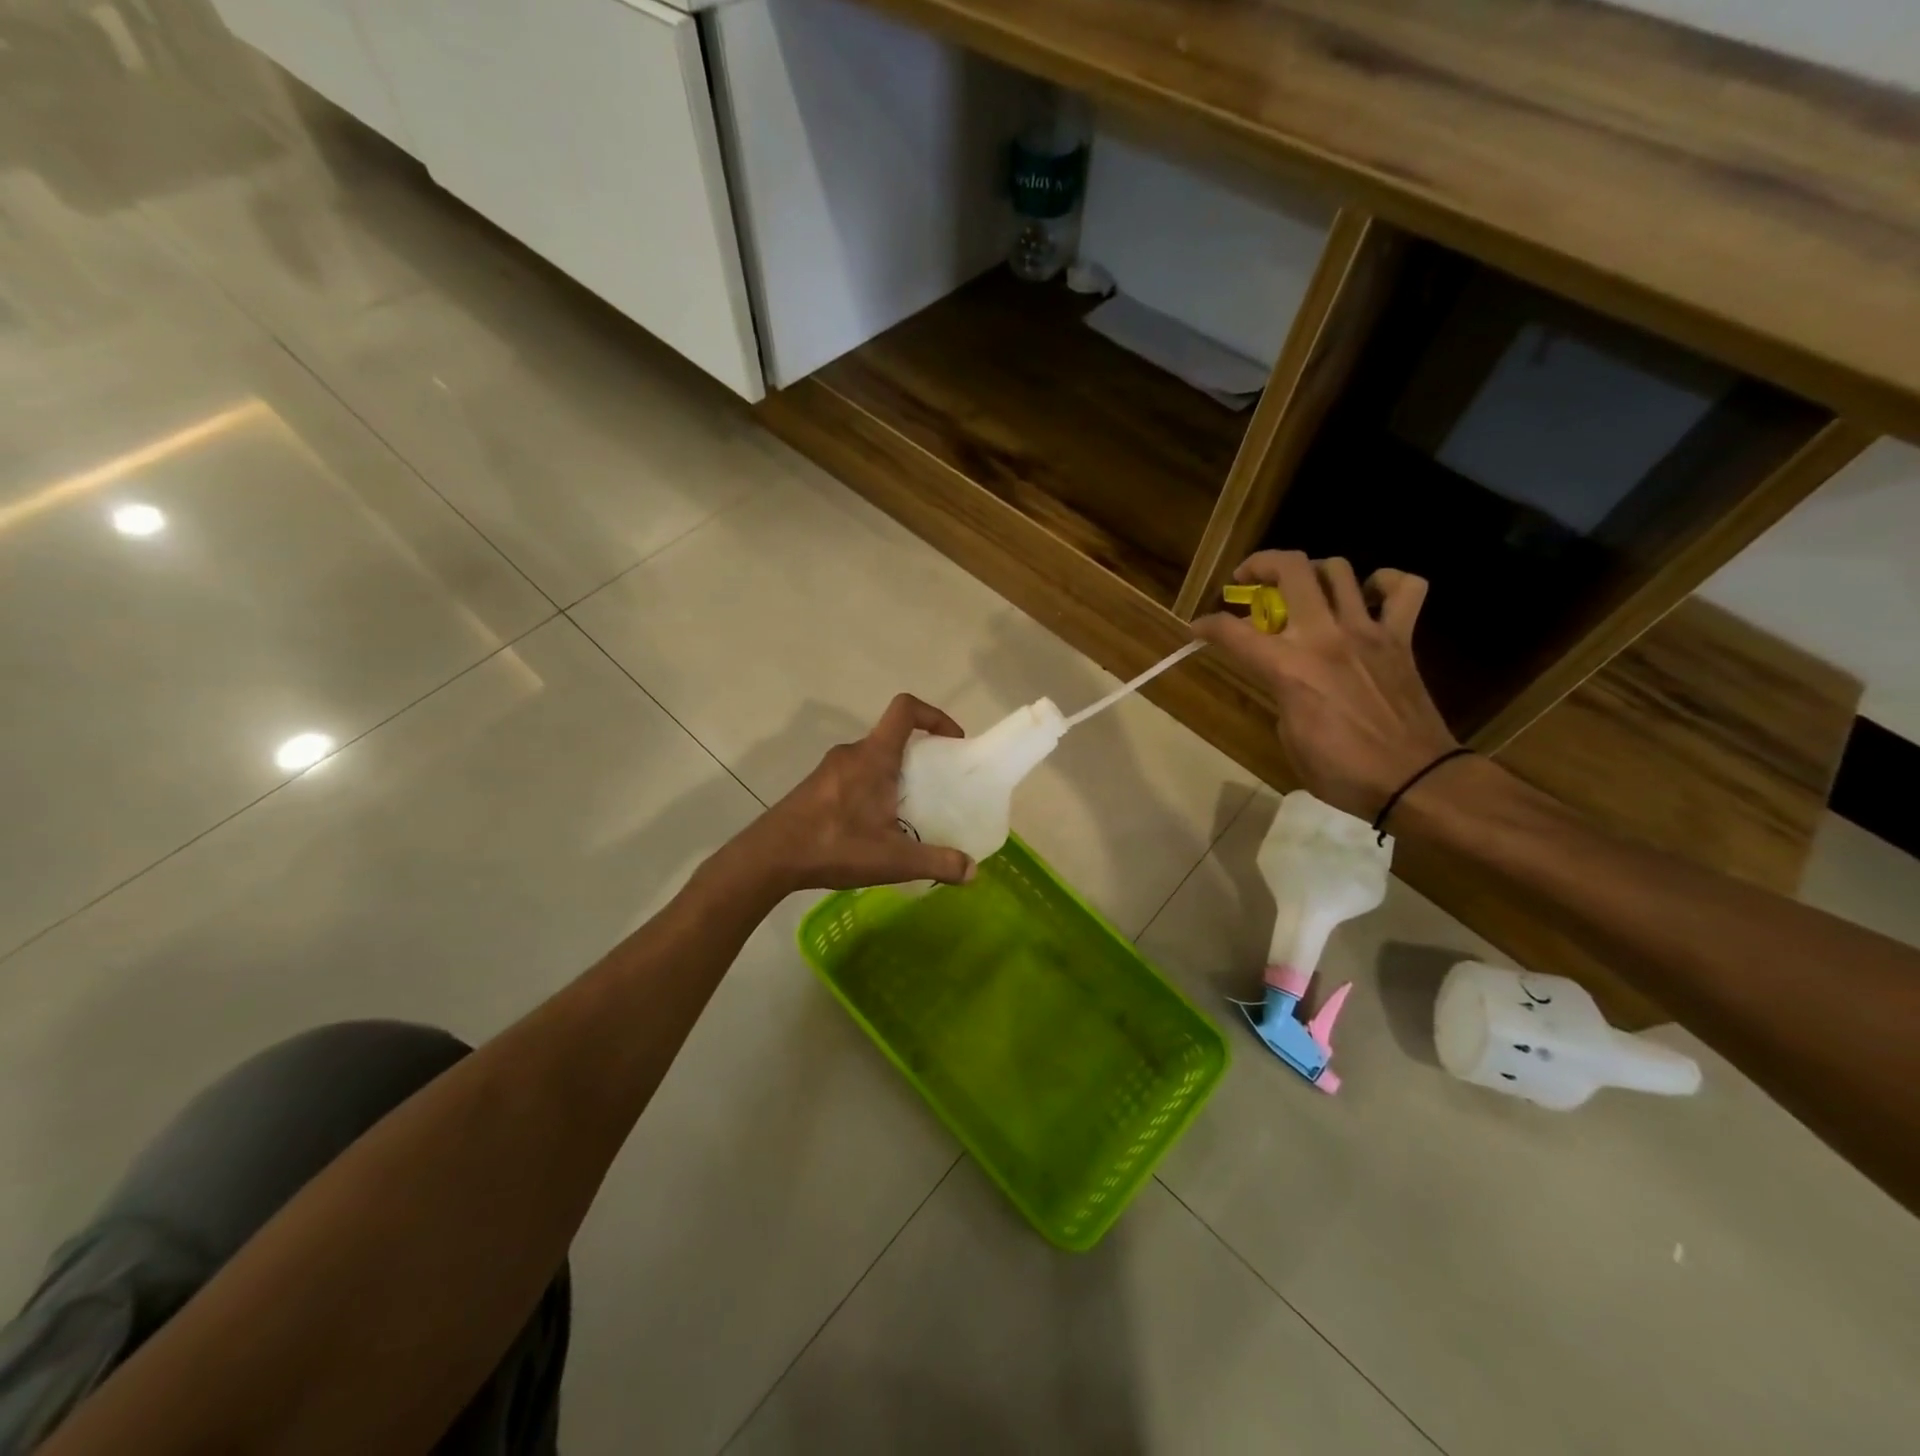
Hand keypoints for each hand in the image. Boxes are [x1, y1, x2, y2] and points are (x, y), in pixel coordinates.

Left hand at [738, 694, 976, 892]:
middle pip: (892, 737)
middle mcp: (851, 753)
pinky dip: (872, 788)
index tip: (953, 742)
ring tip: (908, 812)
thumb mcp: (893, 859)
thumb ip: (937, 863)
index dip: (935, 716)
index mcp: (873, 757)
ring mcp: (829, 769)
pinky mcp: (815, 787)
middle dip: (920, 755)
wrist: (769, 858)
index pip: (906, 709)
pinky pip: (854, 775)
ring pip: (872, 759)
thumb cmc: (834, 846)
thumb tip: (972, 872)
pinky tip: (873, 827)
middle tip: (937, 787)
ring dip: (894, 775)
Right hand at [1192, 551, 1458, 819]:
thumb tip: (1287, 678)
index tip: (1198, 627)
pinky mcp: (1401, 639)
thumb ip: (1282, 694)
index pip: (1233, 632)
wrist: (1414, 780)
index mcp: (1289, 668)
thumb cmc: (1342, 772)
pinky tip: (1369, 594)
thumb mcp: (1290, 737)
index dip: (1207, 625)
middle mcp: (1325, 637)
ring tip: (1304, 589)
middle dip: (1261, 564)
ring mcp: (1367, 632)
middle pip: (1292, 570)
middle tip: (1249, 578)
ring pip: (1339, 570)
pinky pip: (1404, 590)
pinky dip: (1386, 583)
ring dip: (1313, 571)